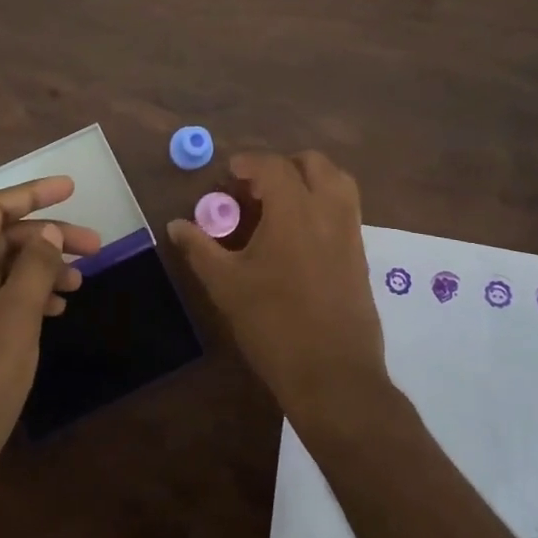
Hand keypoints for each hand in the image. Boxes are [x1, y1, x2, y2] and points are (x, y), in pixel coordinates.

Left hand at [0, 176, 100, 509]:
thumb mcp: (16, 317)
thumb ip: (35, 267)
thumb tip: (49, 233)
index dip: (32, 193)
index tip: (71, 188)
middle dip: (46, 237)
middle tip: (95, 246)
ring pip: (0, 270)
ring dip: (40, 268)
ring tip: (80, 281)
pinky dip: (26, 296)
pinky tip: (56, 308)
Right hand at [165, 151, 387, 418]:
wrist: (332, 374)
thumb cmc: (273, 324)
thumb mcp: (225, 285)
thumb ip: (199, 248)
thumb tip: (176, 225)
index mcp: (293, 210)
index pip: (273, 166)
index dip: (248, 163)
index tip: (229, 175)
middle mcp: (328, 211)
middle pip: (313, 164)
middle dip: (283, 166)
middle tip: (256, 189)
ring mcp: (350, 232)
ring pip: (338, 182)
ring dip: (309, 181)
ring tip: (281, 205)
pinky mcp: (361, 255)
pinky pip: (345, 210)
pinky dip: (323, 204)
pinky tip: (299, 236)